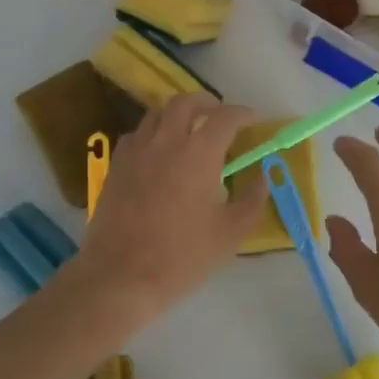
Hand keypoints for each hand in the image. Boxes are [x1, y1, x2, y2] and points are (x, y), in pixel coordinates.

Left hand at [68, 94, 267, 322]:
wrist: (121, 276)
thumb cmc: (182, 256)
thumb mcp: (231, 232)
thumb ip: (252, 198)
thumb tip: (263, 175)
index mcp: (199, 152)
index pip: (225, 117)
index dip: (242, 114)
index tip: (252, 120)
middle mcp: (167, 141)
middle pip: (185, 102)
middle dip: (206, 102)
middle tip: (218, 114)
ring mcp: (136, 151)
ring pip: (156, 114)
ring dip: (176, 114)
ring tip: (187, 129)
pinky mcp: (115, 166)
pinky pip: (136, 135)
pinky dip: (151, 133)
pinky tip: (156, 152)